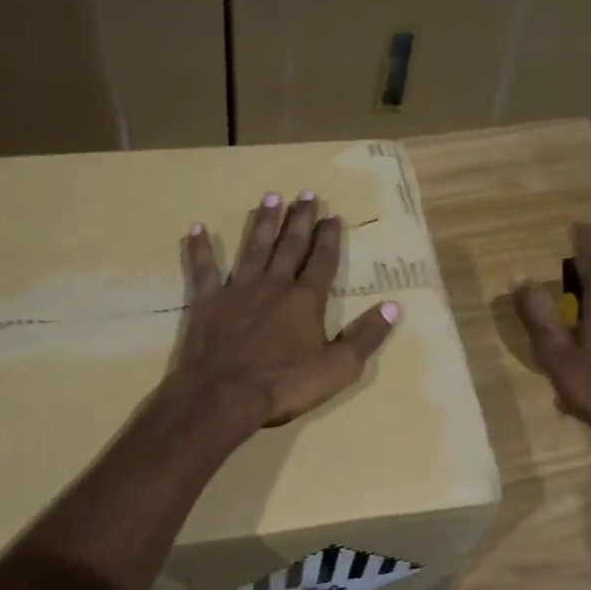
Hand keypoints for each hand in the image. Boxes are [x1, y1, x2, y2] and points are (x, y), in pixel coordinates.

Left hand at [176, 192, 398, 427]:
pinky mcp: (208, 302)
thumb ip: (366, 336)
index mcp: (306, 300)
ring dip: (263, 223)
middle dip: (300, 219)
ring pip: (254, 248)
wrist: (225, 395)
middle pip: (290, 245)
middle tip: (306, 194)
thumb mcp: (339, 367)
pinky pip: (204, 269)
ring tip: (270, 197)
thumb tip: (394, 307)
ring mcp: (238, 291)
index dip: (329, 238)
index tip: (333, 215)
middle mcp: (274, 285)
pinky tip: (197, 228)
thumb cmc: (285, 384)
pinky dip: (200, 249)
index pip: (322, 261)